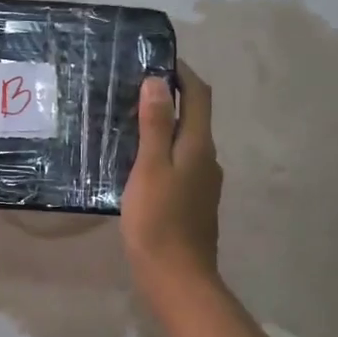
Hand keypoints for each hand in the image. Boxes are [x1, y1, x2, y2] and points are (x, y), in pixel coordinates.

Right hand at [122, 60, 222, 301]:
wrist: (177, 278)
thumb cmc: (159, 220)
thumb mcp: (150, 167)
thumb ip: (156, 125)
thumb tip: (158, 81)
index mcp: (199, 146)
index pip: (199, 95)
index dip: (183, 72)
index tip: (157, 58)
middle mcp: (208, 159)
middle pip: (194, 116)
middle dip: (171, 96)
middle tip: (133, 87)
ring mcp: (203, 183)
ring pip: (186, 142)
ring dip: (165, 125)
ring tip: (129, 121)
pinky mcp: (193, 202)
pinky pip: (179, 163)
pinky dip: (163, 150)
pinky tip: (138, 161)